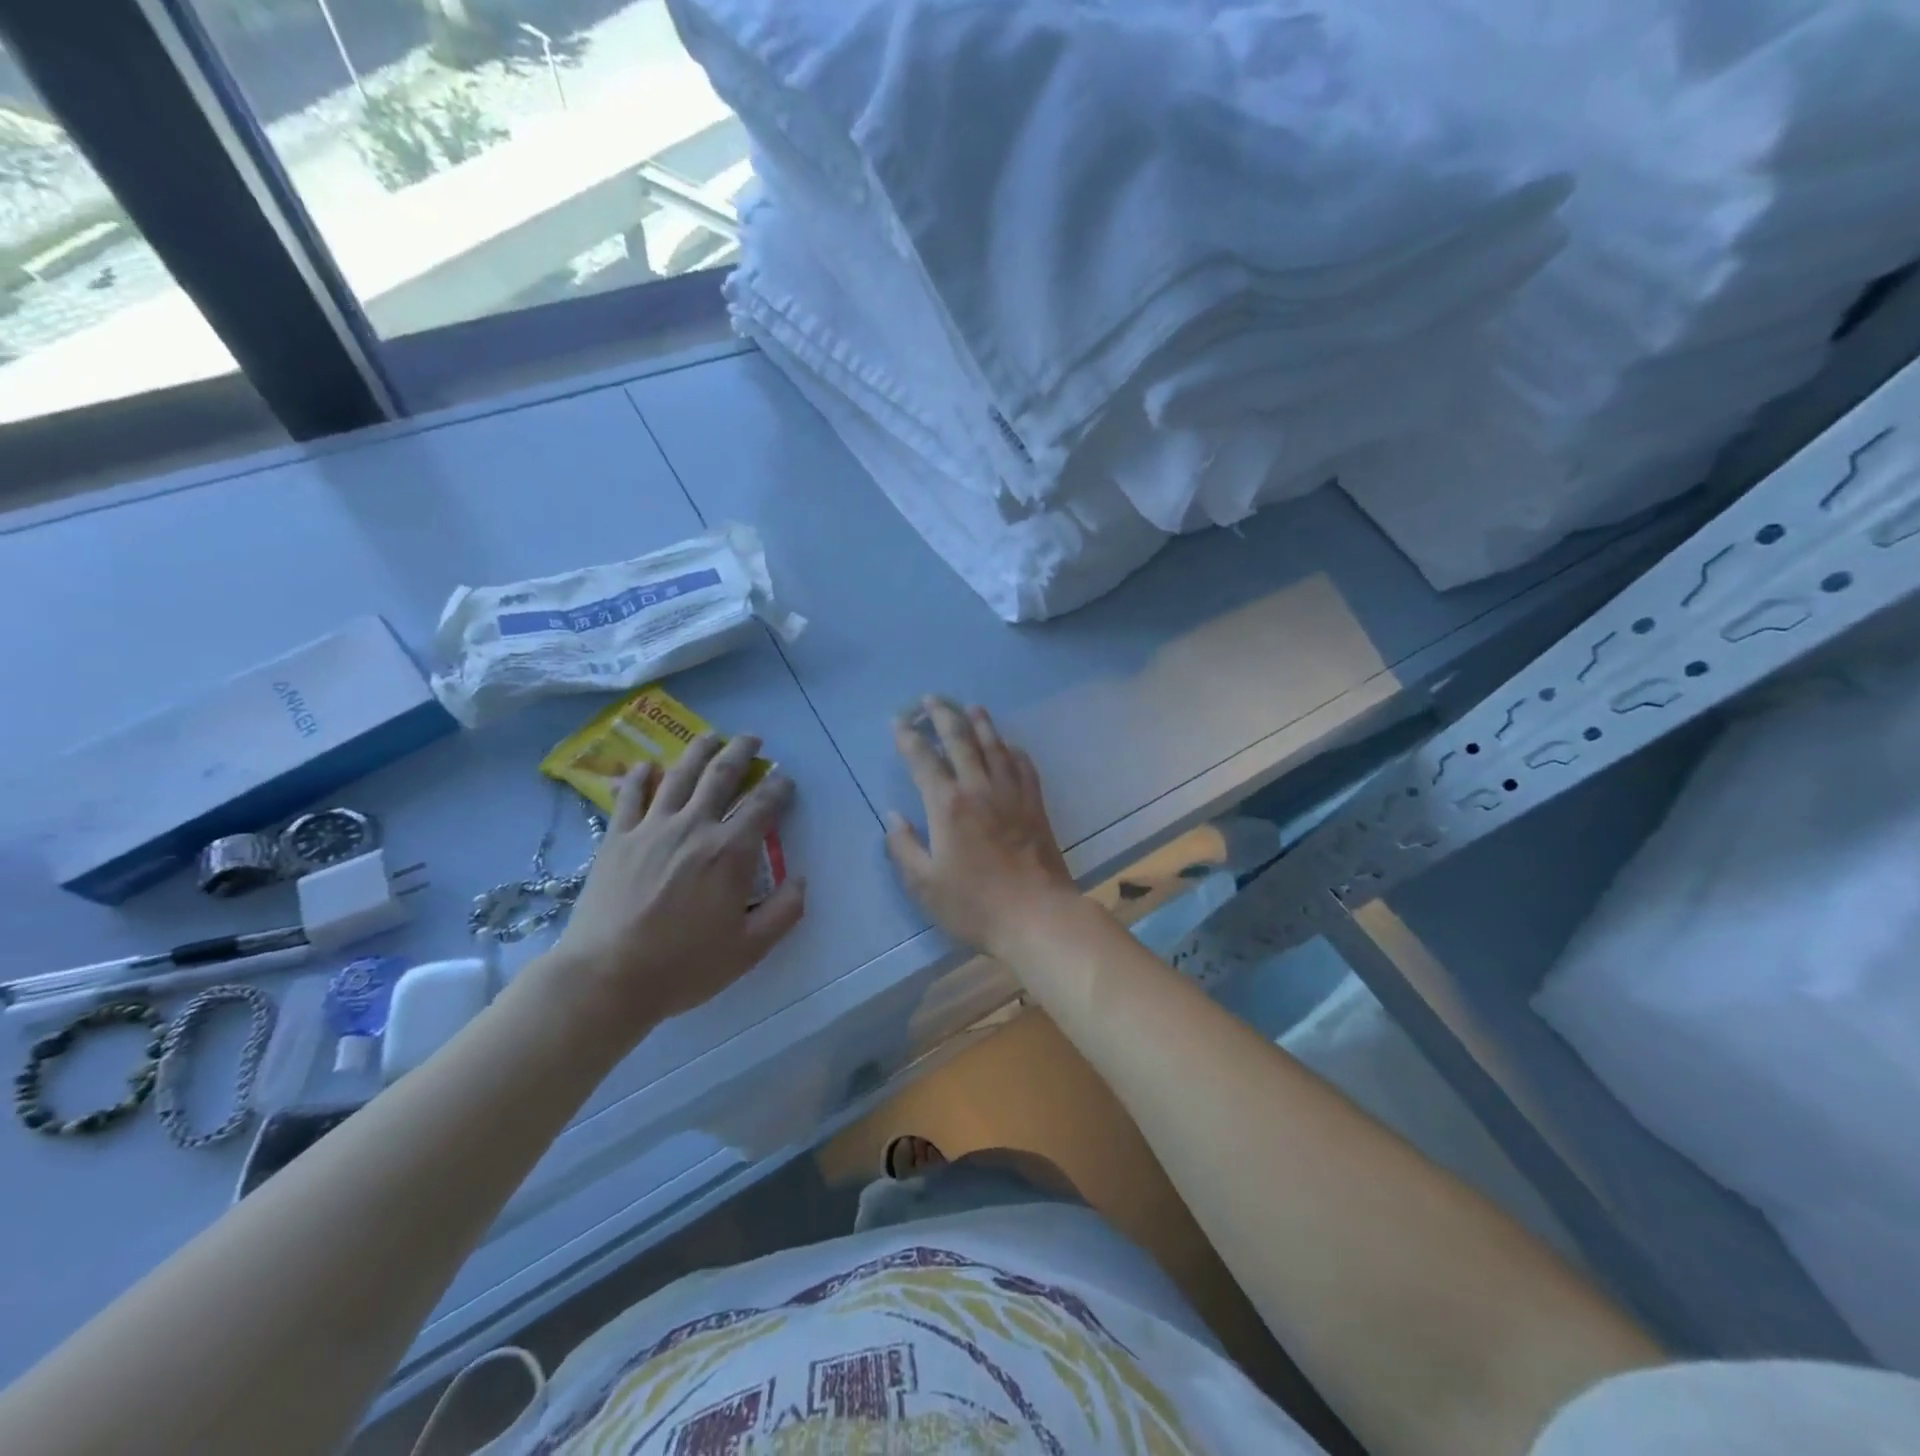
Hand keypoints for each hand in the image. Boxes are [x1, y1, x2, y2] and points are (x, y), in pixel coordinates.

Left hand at [544, 733, 804, 1044]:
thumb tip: (801, 879)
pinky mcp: (617, 838)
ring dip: (699, 751)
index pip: (763, 806)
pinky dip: (641, 776)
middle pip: (721, 776)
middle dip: (741, 752)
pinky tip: (649, 765)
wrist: (606, 977)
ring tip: (711, 736)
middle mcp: (694, 828)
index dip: (779, 788)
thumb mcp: (749, 949)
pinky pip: (630, 796)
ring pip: (679, 775)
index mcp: (730, 853)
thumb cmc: (684, 966)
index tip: (785, 780)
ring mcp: (651, 829)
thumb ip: (784, 912)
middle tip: (752, 739)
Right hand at [886, 697, 1076, 956]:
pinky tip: (1009, 746)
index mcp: (947, 805)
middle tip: (931, 699)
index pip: (923, 759)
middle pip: (959, 740)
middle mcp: (978, 788)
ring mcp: (1011, 793)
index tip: (899, 721)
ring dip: (980, 724)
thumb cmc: (974, 904)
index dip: (908, 737)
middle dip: (942, 715)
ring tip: (971, 707)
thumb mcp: (924, 884)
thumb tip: (892, 816)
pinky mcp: (1034, 804)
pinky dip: (1012, 750)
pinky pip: (1023, 766)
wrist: (1036, 915)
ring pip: (994, 746)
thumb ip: (903, 847)